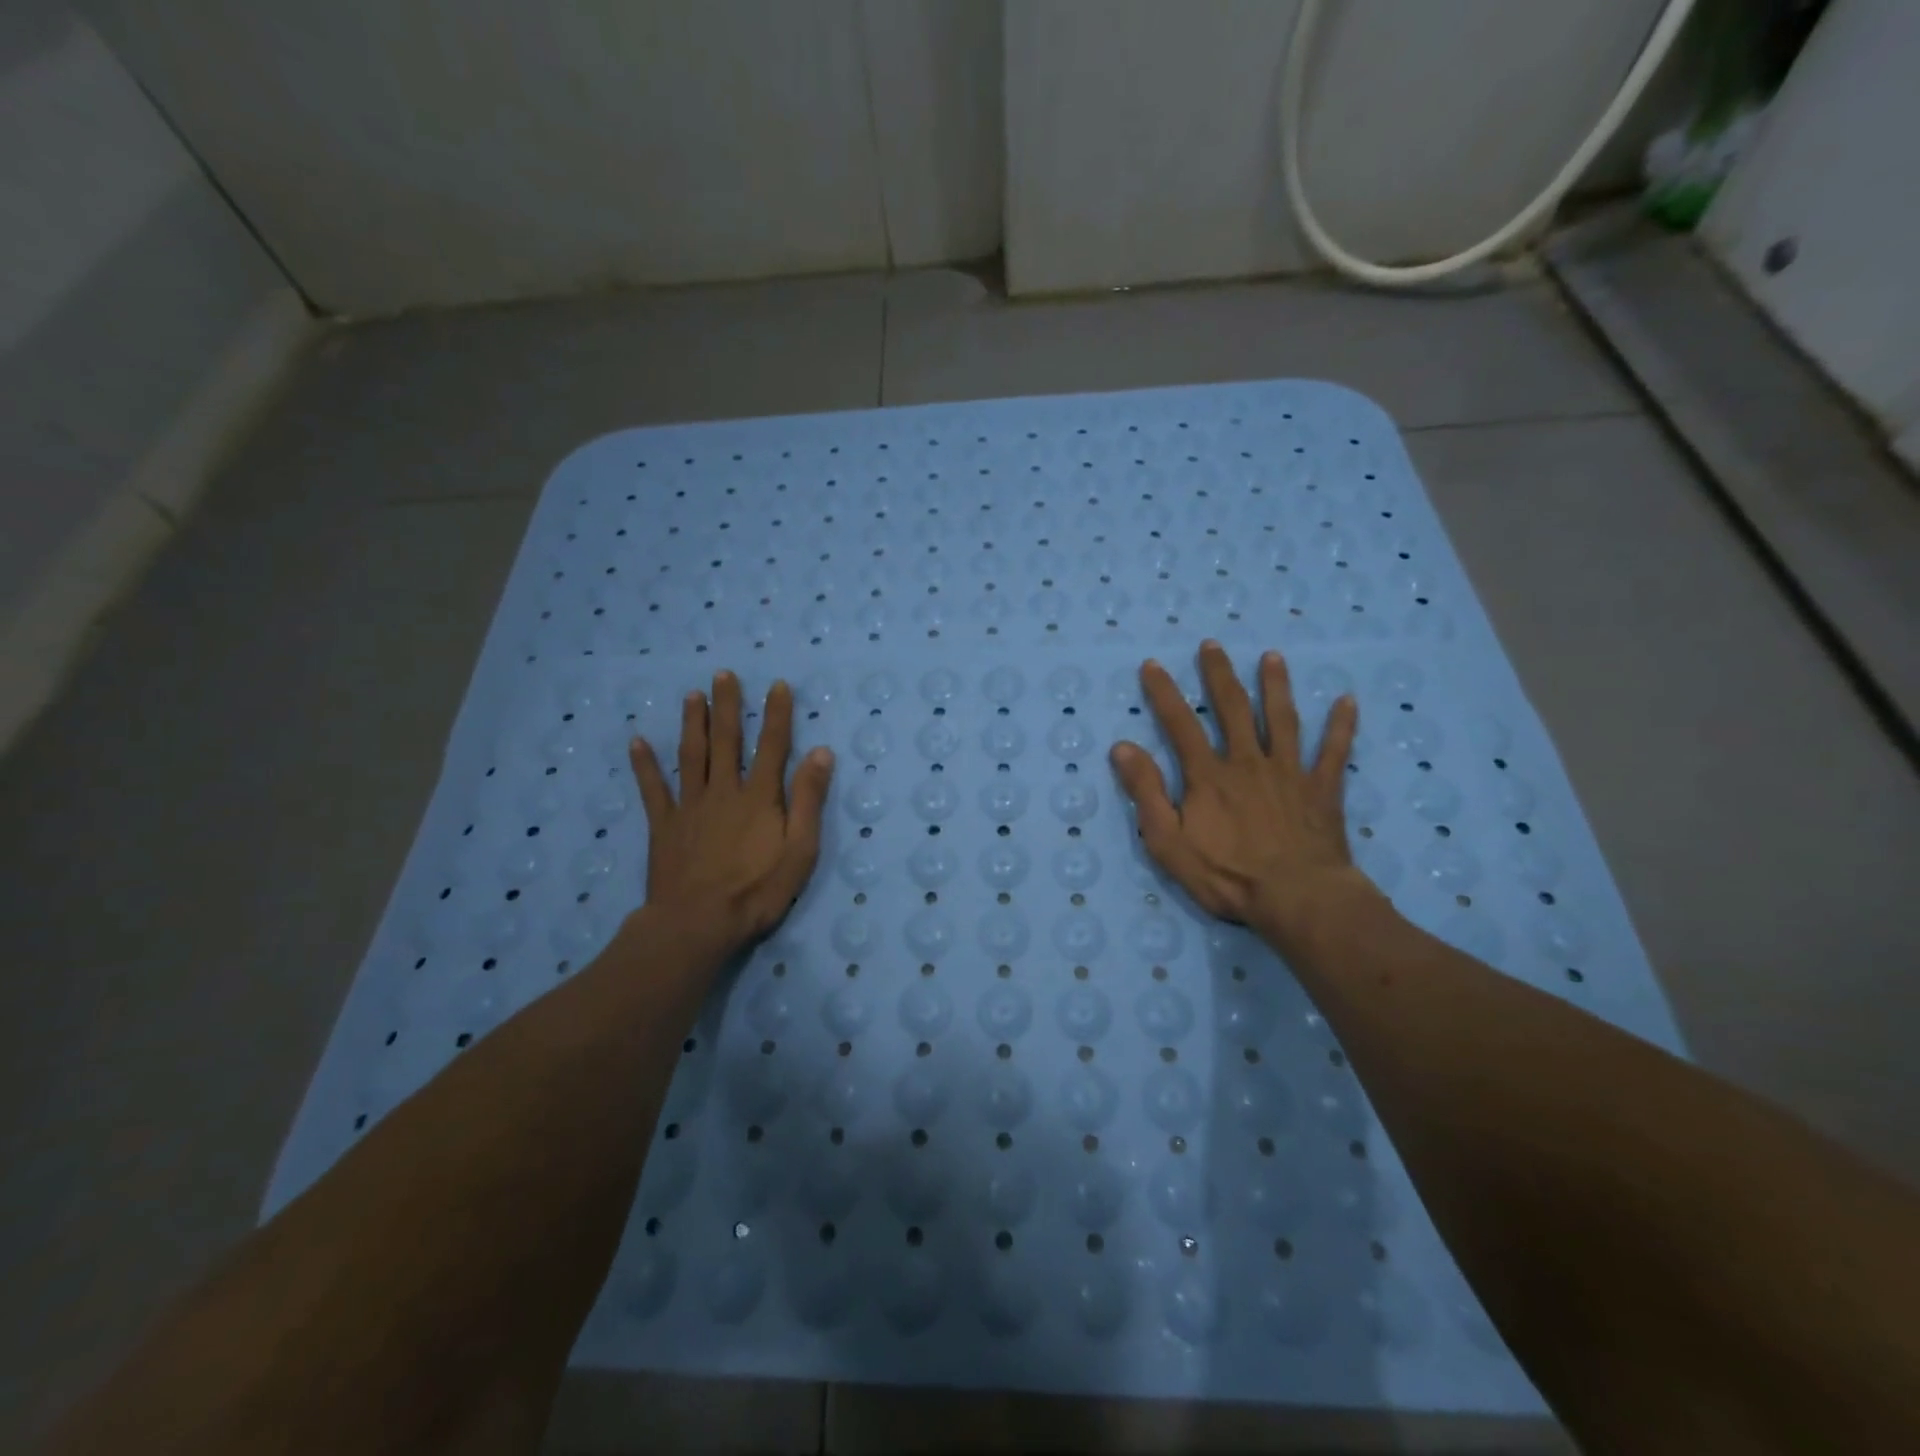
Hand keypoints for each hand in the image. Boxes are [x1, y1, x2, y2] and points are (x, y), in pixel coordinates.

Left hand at [629, 672, 833, 955]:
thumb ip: (809, 800)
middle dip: (727, 706)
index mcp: (760, 797)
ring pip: (691, 755)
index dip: (776, 714)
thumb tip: (821, 752)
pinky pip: (654, 789)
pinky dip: (645, 765)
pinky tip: (637, 742)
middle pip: (726, 740)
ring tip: (691, 695)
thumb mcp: (800, 850)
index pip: (772, 745)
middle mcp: (724, 791)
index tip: (778, 685)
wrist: (697, 923)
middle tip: (723, 674)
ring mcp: (690, 806)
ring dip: (691, 723)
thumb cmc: (757, 890)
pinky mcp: (664, 825)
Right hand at [1110, 641, 1380, 956]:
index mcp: (1209, 775)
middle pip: (1233, 709)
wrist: (1298, 899)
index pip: (1180, 724)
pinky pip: (1334, 752)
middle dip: (1219, 675)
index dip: (1164, 693)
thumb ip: (1146, 792)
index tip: (1153, 664)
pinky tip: (1346, 701)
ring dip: (1276, 686)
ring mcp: (1289, 773)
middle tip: (1212, 645)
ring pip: (1283, 720)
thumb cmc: (1227, 875)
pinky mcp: (1322, 790)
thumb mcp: (1168, 842)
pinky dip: (1341, 726)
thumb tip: (1122, 747)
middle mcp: (1248, 762)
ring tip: (1273, 658)